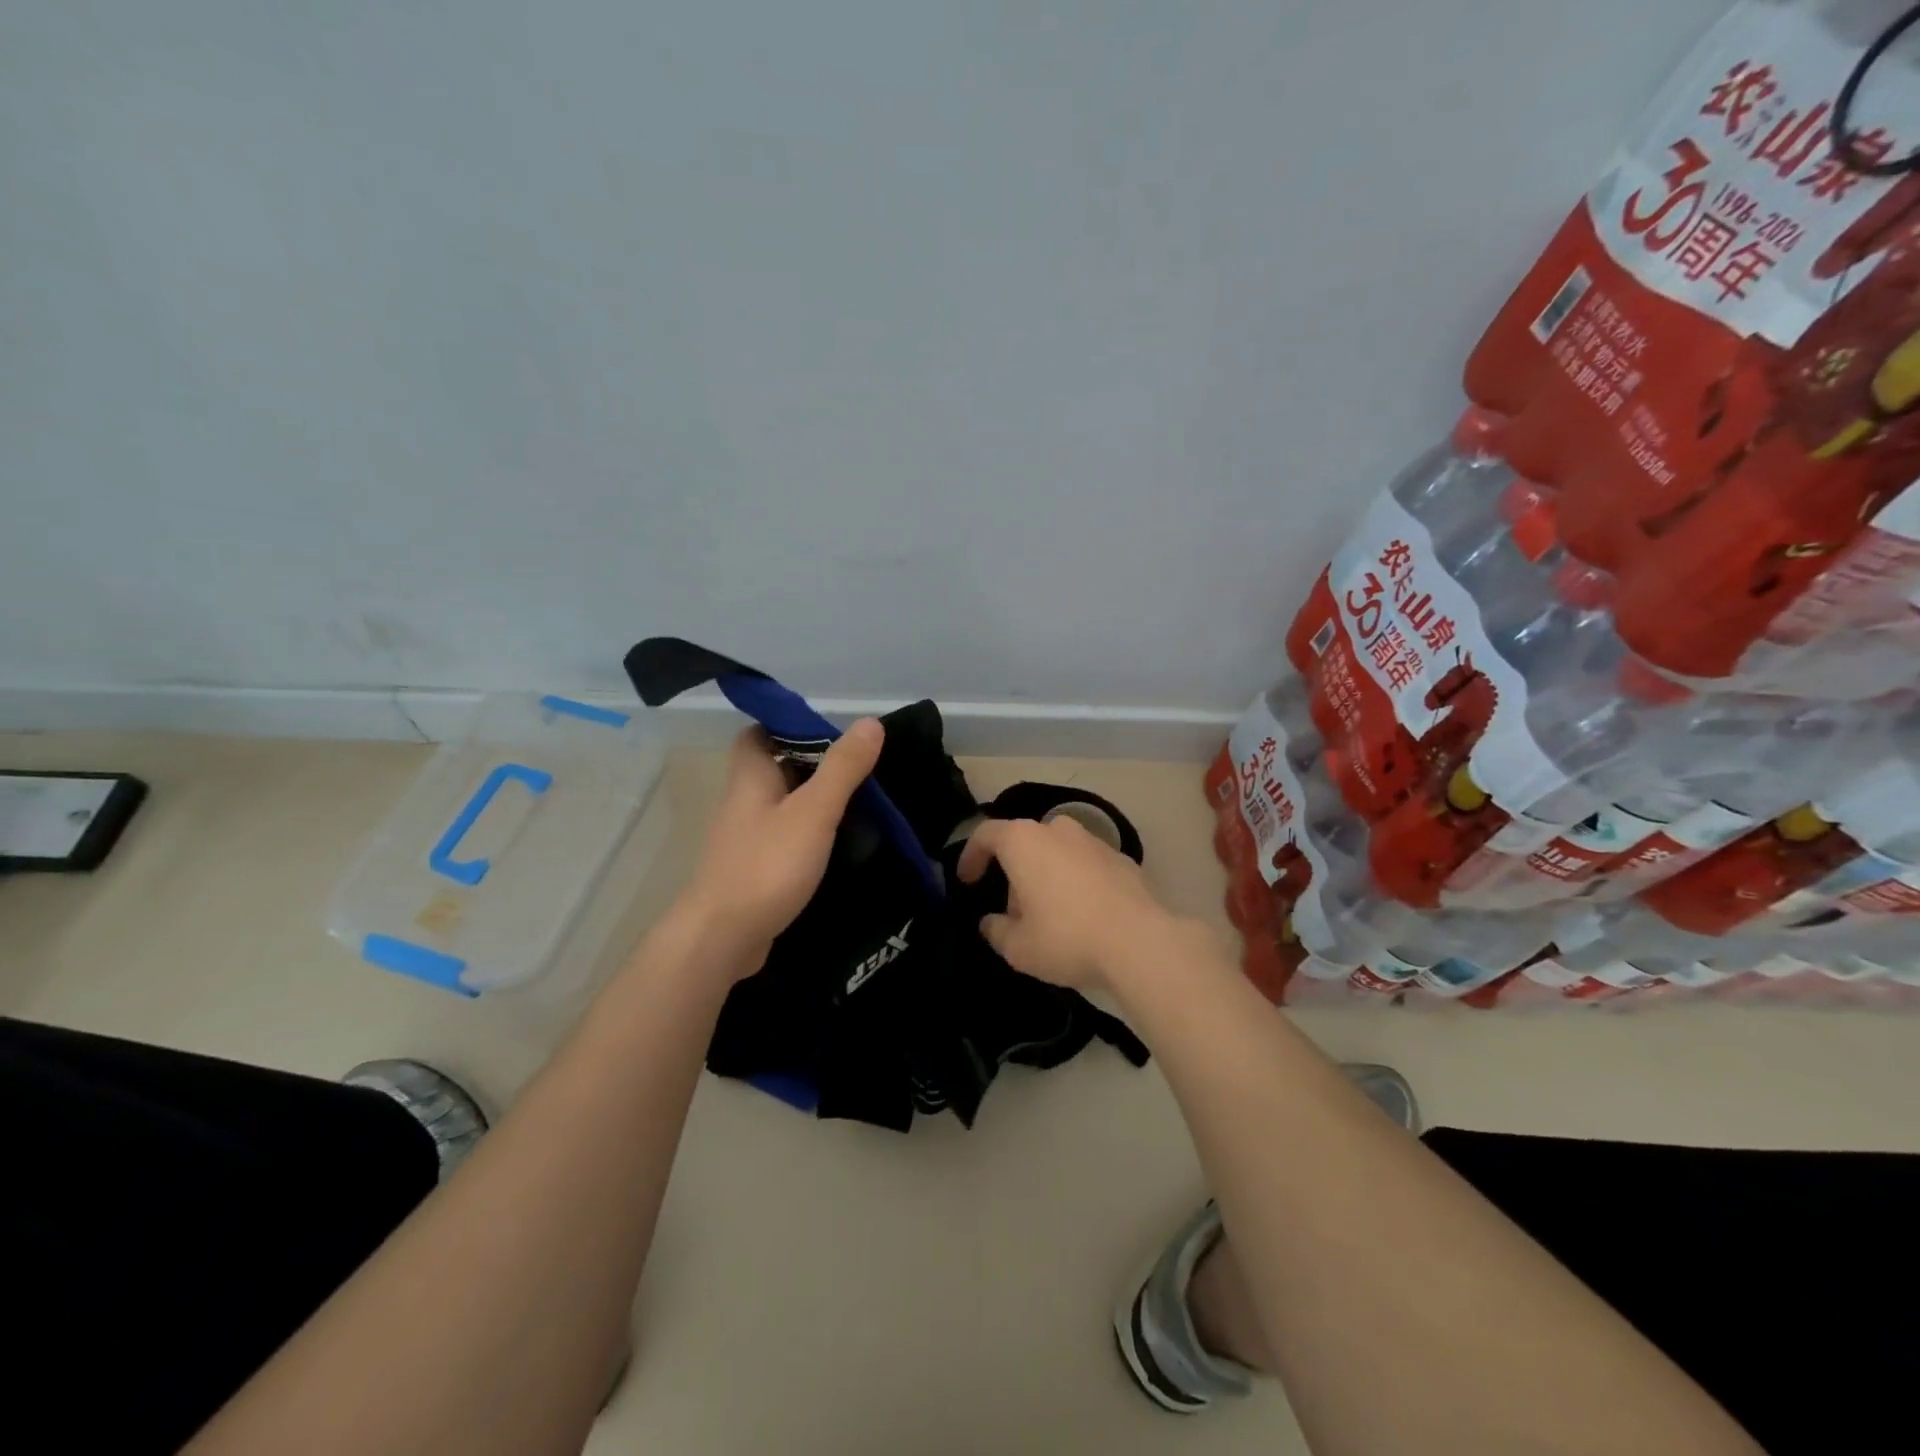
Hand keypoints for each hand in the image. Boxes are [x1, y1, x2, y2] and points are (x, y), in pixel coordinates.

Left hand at [680, 719, 884, 974]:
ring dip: (812, 801)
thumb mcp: (814, 812)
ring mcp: (746, 838)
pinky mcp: (753, 869)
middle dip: (811, 764)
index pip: (758, 733)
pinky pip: (783, 839)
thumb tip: (870, 722)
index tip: (829, 731)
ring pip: (781, 805)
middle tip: (857, 767)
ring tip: (859, 802)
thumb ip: (842, 768)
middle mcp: (743, 802)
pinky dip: (808, 835)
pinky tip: (837, 845)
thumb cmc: (767, 865)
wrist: (723, 938)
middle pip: (774, 768)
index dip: (787, 725)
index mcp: (750, 777)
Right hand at [955, 814, 1182, 991]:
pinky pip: (1086, 865)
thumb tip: (991, 923)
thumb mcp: (1018, 948)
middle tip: (1014, 913)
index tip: (967, 881)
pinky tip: (1085, 917)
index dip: (971, 856)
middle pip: (1024, 844)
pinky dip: (1078, 882)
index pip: (986, 834)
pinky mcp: (1123, 858)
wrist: (1142, 942)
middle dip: (1014, 875)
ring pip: (1057, 852)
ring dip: (1047, 877)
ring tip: (1051, 917)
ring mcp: (1094, 840)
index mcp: (1024, 841)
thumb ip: (996, 931)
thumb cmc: (1067, 937)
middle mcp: (1057, 829)